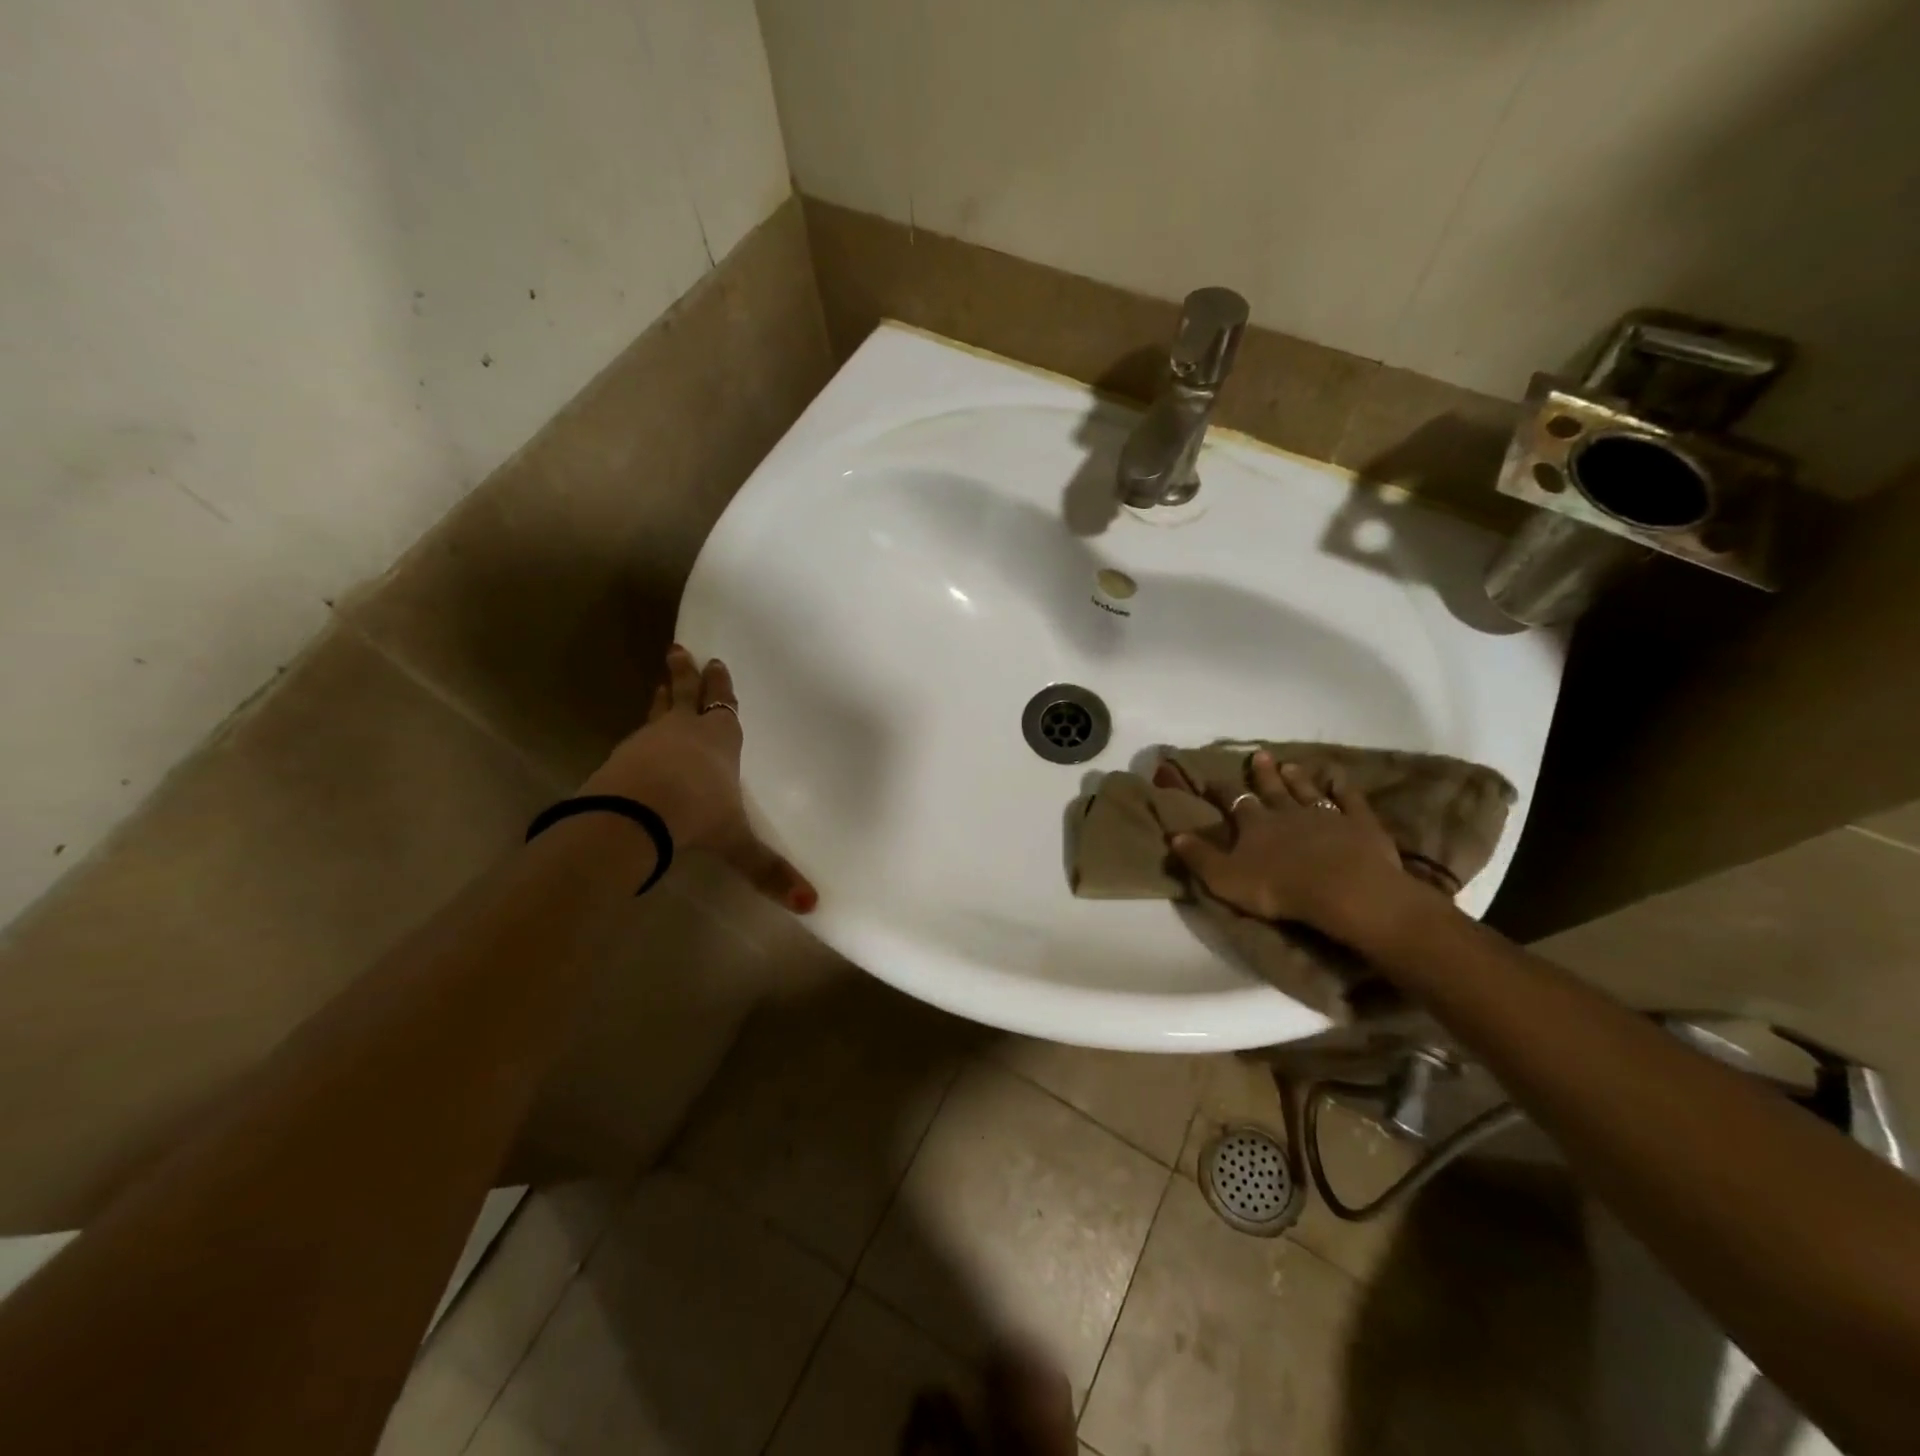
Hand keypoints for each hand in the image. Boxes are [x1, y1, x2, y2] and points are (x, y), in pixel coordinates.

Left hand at [581, 645, 816, 912]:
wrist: (635, 815)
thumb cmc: (698, 815)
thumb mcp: (736, 843)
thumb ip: (768, 870)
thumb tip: (811, 904)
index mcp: (720, 741)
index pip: (723, 708)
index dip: (721, 687)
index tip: (716, 664)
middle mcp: (685, 732)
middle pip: (686, 694)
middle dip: (686, 674)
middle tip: (678, 650)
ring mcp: (650, 740)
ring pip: (659, 709)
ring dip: (662, 696)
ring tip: (659, 681)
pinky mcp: (623, 756)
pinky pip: (637, 736)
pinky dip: (642, 731)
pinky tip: (638, 739)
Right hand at [1154, 749, 1421, 941]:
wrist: (1343, 890)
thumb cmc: (1278, 887)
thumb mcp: (1225, 878)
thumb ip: (1199, 857)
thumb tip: (1174, 835)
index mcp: (1255, 824)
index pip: (1234, 801)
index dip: (1221, 790)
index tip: (1210, 780)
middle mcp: (1287, 812)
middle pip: (1272, 788)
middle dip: (1263, 773)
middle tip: (1259, 755)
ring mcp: (1326, 815)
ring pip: (1307, 790)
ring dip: (1297, 778)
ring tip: (1290, 764)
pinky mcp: (1359, 824)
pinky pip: (1350, 800)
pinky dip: (1344, 787)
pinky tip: (1340, 777)